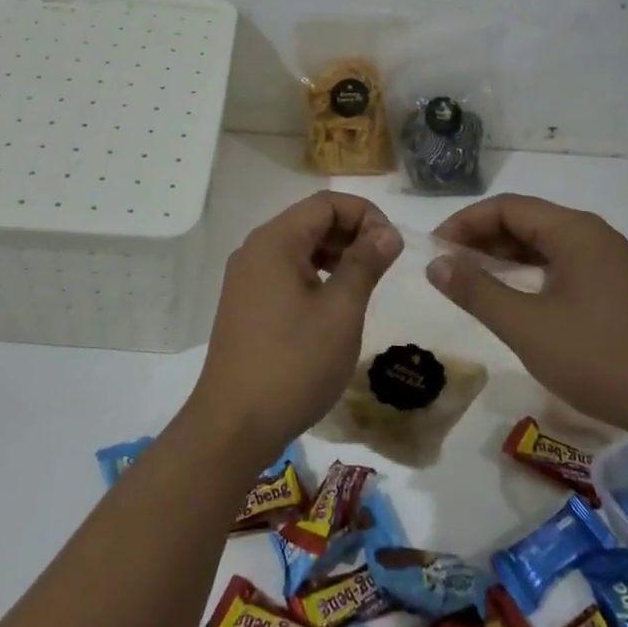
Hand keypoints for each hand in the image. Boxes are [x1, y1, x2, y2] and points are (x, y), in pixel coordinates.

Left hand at [185, 191, 402, 469]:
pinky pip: (284, 272)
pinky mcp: (244, 303)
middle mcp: (255, 249)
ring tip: (363, 284)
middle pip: (309, 221)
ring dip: (334, 255)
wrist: (234, 423)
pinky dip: (314, 275)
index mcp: (275, 241)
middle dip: (351, 233)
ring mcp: (245, 277)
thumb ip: (365, 263)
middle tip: (384, 265)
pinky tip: (333, 303)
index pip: (325, 203)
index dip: (365, 213)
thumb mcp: (340, 311)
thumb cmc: (294, 363)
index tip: (393, 245)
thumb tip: (387, 231)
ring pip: (297, 247)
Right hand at [426, 194, 627, 437]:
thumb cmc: (599, 358)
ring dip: (504, 257)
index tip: (435, 250)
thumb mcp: (526, 326)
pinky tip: (514, 299)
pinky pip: (562, 267)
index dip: (465, 223)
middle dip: (482, 239)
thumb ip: (476, 291)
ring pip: (544, 246)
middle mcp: (594, 236)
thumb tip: (436, 264)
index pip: (507, 207)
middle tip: (448, 266)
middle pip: (526, 221)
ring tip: (472, 281)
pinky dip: (530, 274)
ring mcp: (610, 264)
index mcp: (575, 232)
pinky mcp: (617, 290)